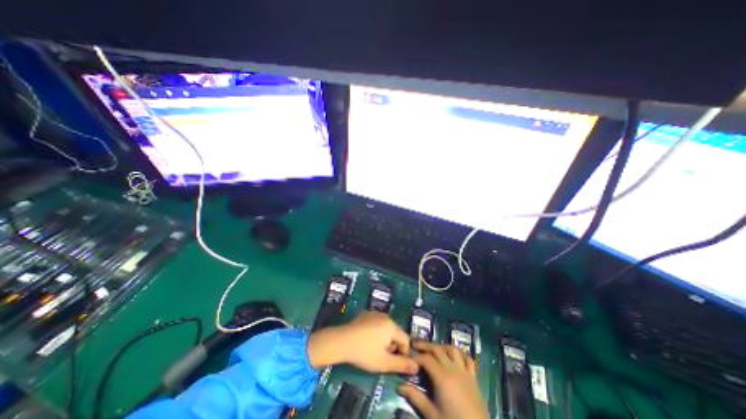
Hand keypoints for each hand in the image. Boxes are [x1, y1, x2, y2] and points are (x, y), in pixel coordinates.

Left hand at [307, 309, 416, 374]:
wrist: (342, 341)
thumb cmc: (365, 352)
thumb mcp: (384, 362)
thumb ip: (402, 365)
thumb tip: (417, 366)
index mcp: (392, 326)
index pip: (406, 340)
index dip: (403, 353)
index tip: (394, 362)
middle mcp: (385, 316)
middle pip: (395, 333)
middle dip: (392, 345)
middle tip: (382, 357)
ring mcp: (374, 313)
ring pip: (385, 327)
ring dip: (384, 338)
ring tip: (373, 349)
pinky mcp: (365, 314)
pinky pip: (375, 323)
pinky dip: (375, 331)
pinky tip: (365, 340)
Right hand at [399, 343, 486, 417]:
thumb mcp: (432, 415)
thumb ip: (416, 398)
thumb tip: (400, 386)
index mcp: (442, 377)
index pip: (426, 359)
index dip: (416, 356)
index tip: (408, 357)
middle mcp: (453, 369)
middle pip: (437, 349)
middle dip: (425, 345)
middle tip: (415, 345)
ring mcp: (465, 371)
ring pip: (452, 349)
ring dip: (441, 346)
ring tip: (433, 348)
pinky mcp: (473, 377)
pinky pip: (467, 358)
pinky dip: (459, 353)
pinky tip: (453, 355)